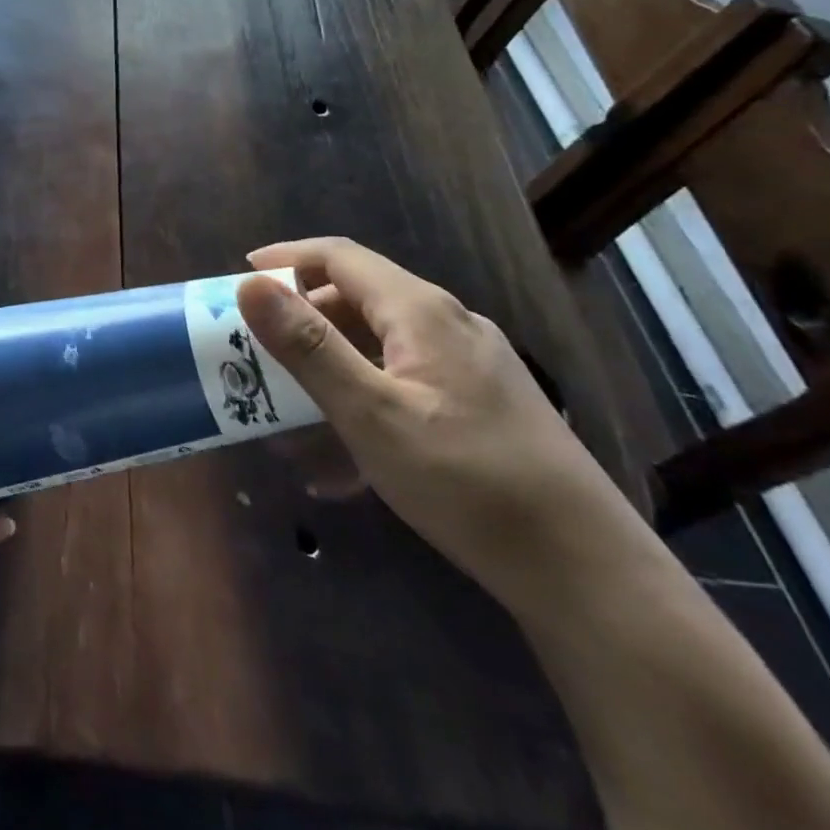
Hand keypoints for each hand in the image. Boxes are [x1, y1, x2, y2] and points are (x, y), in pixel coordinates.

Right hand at [237, 238, 645, 612]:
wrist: (588, 573)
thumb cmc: (467, 483)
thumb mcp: (371, 414)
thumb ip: (308, 346)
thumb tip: (250, 284)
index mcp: (420, 311)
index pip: (339, 256)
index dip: (286, 258)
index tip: (241, 276)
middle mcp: (449, 324)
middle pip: (359, 296)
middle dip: (302, 316)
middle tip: (258, 346)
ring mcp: (473, 364)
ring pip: (382, 342)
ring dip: (331, 362)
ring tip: (292, 406)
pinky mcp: (485, 404)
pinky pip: (407, 380)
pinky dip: (366, 396)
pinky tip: (347, 457)